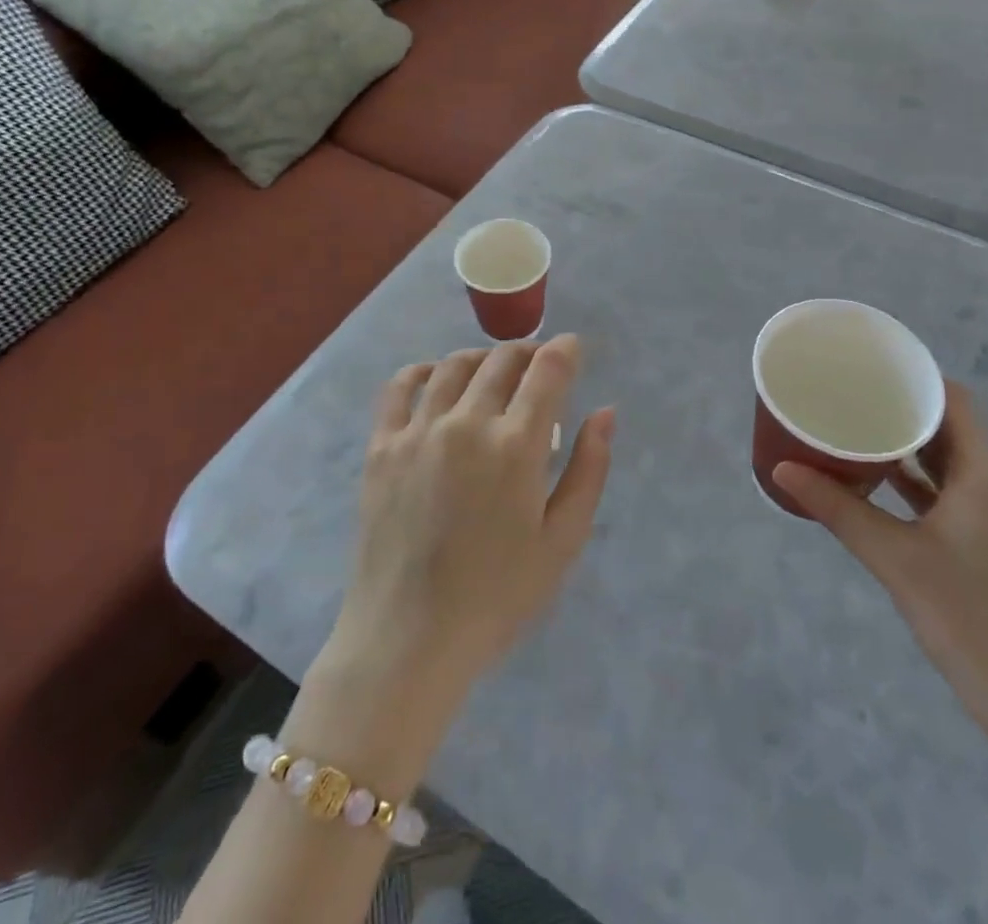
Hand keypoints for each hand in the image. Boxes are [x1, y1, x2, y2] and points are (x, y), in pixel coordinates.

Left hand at [329, 335, 614, 696]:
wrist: (408, 639)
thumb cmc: (497, 596)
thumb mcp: (563, 540)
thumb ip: (589, 469)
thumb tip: (605, 412)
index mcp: (516, 446)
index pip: (547, 370)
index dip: (565, 350)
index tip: (573, 348)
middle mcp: (467, 423)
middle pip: (502, 360)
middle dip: (529, 352)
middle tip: (539, 365)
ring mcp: (418, 430)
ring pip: (454, 365)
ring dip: (482, 357)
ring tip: (494, 370)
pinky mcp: (382, 446)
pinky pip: (400, 386)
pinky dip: (424, 370)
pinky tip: (437, 377)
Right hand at [774, 385, 987, 740]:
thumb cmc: (967, 617)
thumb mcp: (894, 558)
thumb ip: (839, 509)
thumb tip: (782, 468)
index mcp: (982, 476)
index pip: (955, 402)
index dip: (918, 377)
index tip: (872, 365)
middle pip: (949, 426)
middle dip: (902, 406)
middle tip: (851, 392)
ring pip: (945, 460)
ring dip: (906, 442)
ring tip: (855, 424)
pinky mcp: (980, 542)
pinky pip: (943, 491)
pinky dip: (911, 478)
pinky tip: (874, 479)